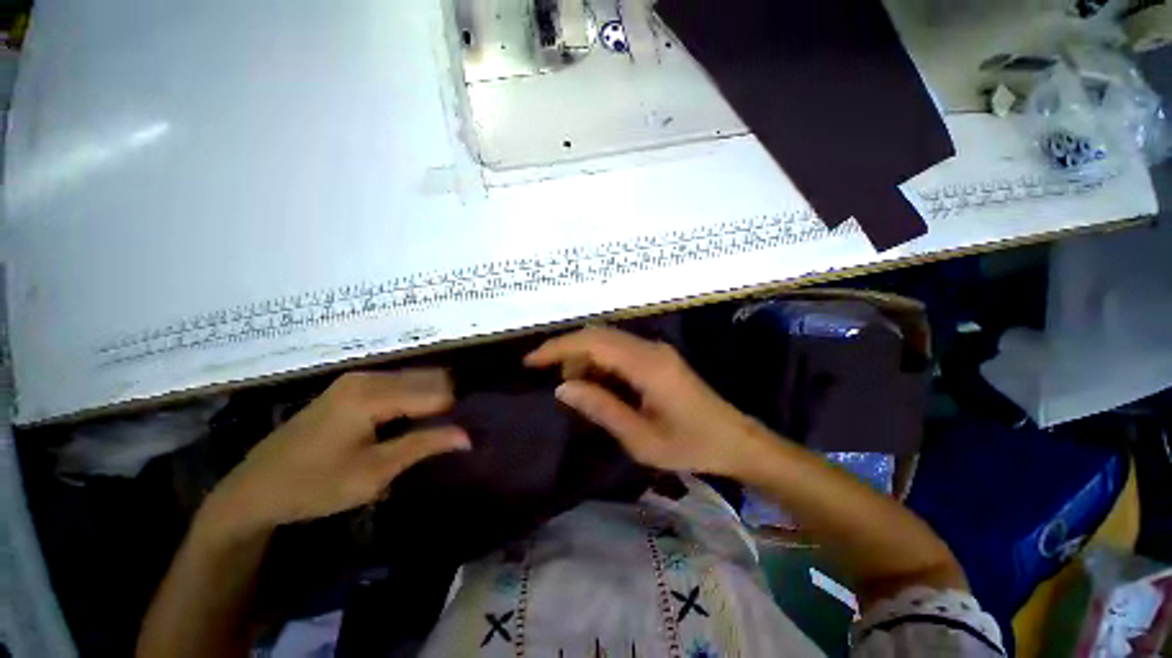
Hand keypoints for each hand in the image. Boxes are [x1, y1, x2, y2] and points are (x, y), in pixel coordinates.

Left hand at [208, 370, 469, 534]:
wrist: (264, 484)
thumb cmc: (318, 483)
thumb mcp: (373, 472)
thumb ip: (420, 447)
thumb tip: (466, 435)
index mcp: (371, 392)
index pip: (435, 390)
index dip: (459, 412)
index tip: (479, 438)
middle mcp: (363, 377)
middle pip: (422, 380)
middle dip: (446, 406)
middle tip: (464, 442)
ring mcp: (350, 384)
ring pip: (405, 385)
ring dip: (426, 408)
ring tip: (442, 441)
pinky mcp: (342, 396)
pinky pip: (387, 393)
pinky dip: (405, 409)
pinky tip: (411, 434)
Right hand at [525, 328, 770, 476]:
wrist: (735, 442)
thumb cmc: (690, 446)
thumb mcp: (641, 438)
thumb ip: (602, 409)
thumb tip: (563, 387)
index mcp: (648, 366)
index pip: (594, 342)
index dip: (558, 348)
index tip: (529, 362)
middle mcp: (653, 350)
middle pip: (600, 337)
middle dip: (569, 354)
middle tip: (549, 382)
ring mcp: (659, 354)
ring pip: (611, 343)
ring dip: (586, 360)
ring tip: (573, 392)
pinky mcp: (663, 363)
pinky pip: (623, 354)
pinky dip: (602, 366)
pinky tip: (597, 390)